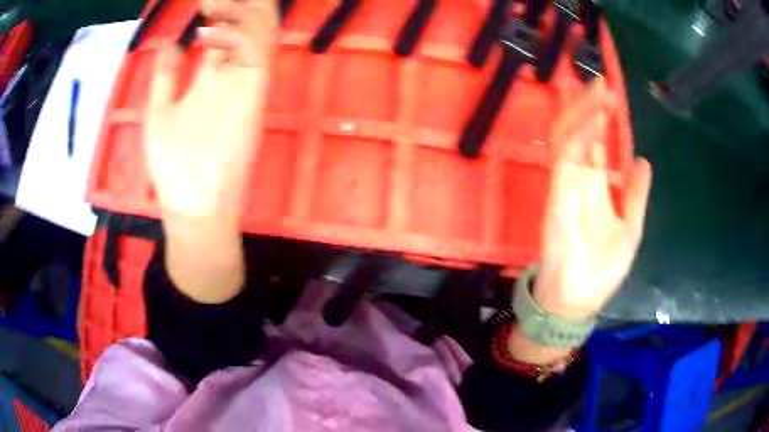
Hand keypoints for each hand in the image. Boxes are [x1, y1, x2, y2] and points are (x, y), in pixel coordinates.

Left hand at [144, 0, 277, 223]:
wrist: (191, 207)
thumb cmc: (173, 166)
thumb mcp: (159, 112)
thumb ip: (165, 76)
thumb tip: (169, 41)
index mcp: (212, 77)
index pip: (226, 31)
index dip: (219, 10)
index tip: (202, 2)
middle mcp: (232, 74)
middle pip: (250, 25)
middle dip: (239, 4)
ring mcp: (245, 83)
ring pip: (261, 32)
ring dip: (242, 11)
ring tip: (211, 2)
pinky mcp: (253, 96)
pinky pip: (256, 54)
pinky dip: (237, 36)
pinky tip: (207, 32)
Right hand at [534, 80, 652, 319]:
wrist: (578, 299)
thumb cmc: (603, 268)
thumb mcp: (631, 227)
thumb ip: (636, 194)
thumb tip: (643, 161)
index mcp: (596, 187)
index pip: (595, 142)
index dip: (602, 119)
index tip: (613, 97)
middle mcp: (580, 179)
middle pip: (581, 132)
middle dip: (592, 106)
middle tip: (605, 84)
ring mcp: (568, 184)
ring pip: (571, 136)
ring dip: (585, 112)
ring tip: (602, 91)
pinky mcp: (558, 192)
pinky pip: (567, 155)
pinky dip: (580, 134)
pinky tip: (596, 117)